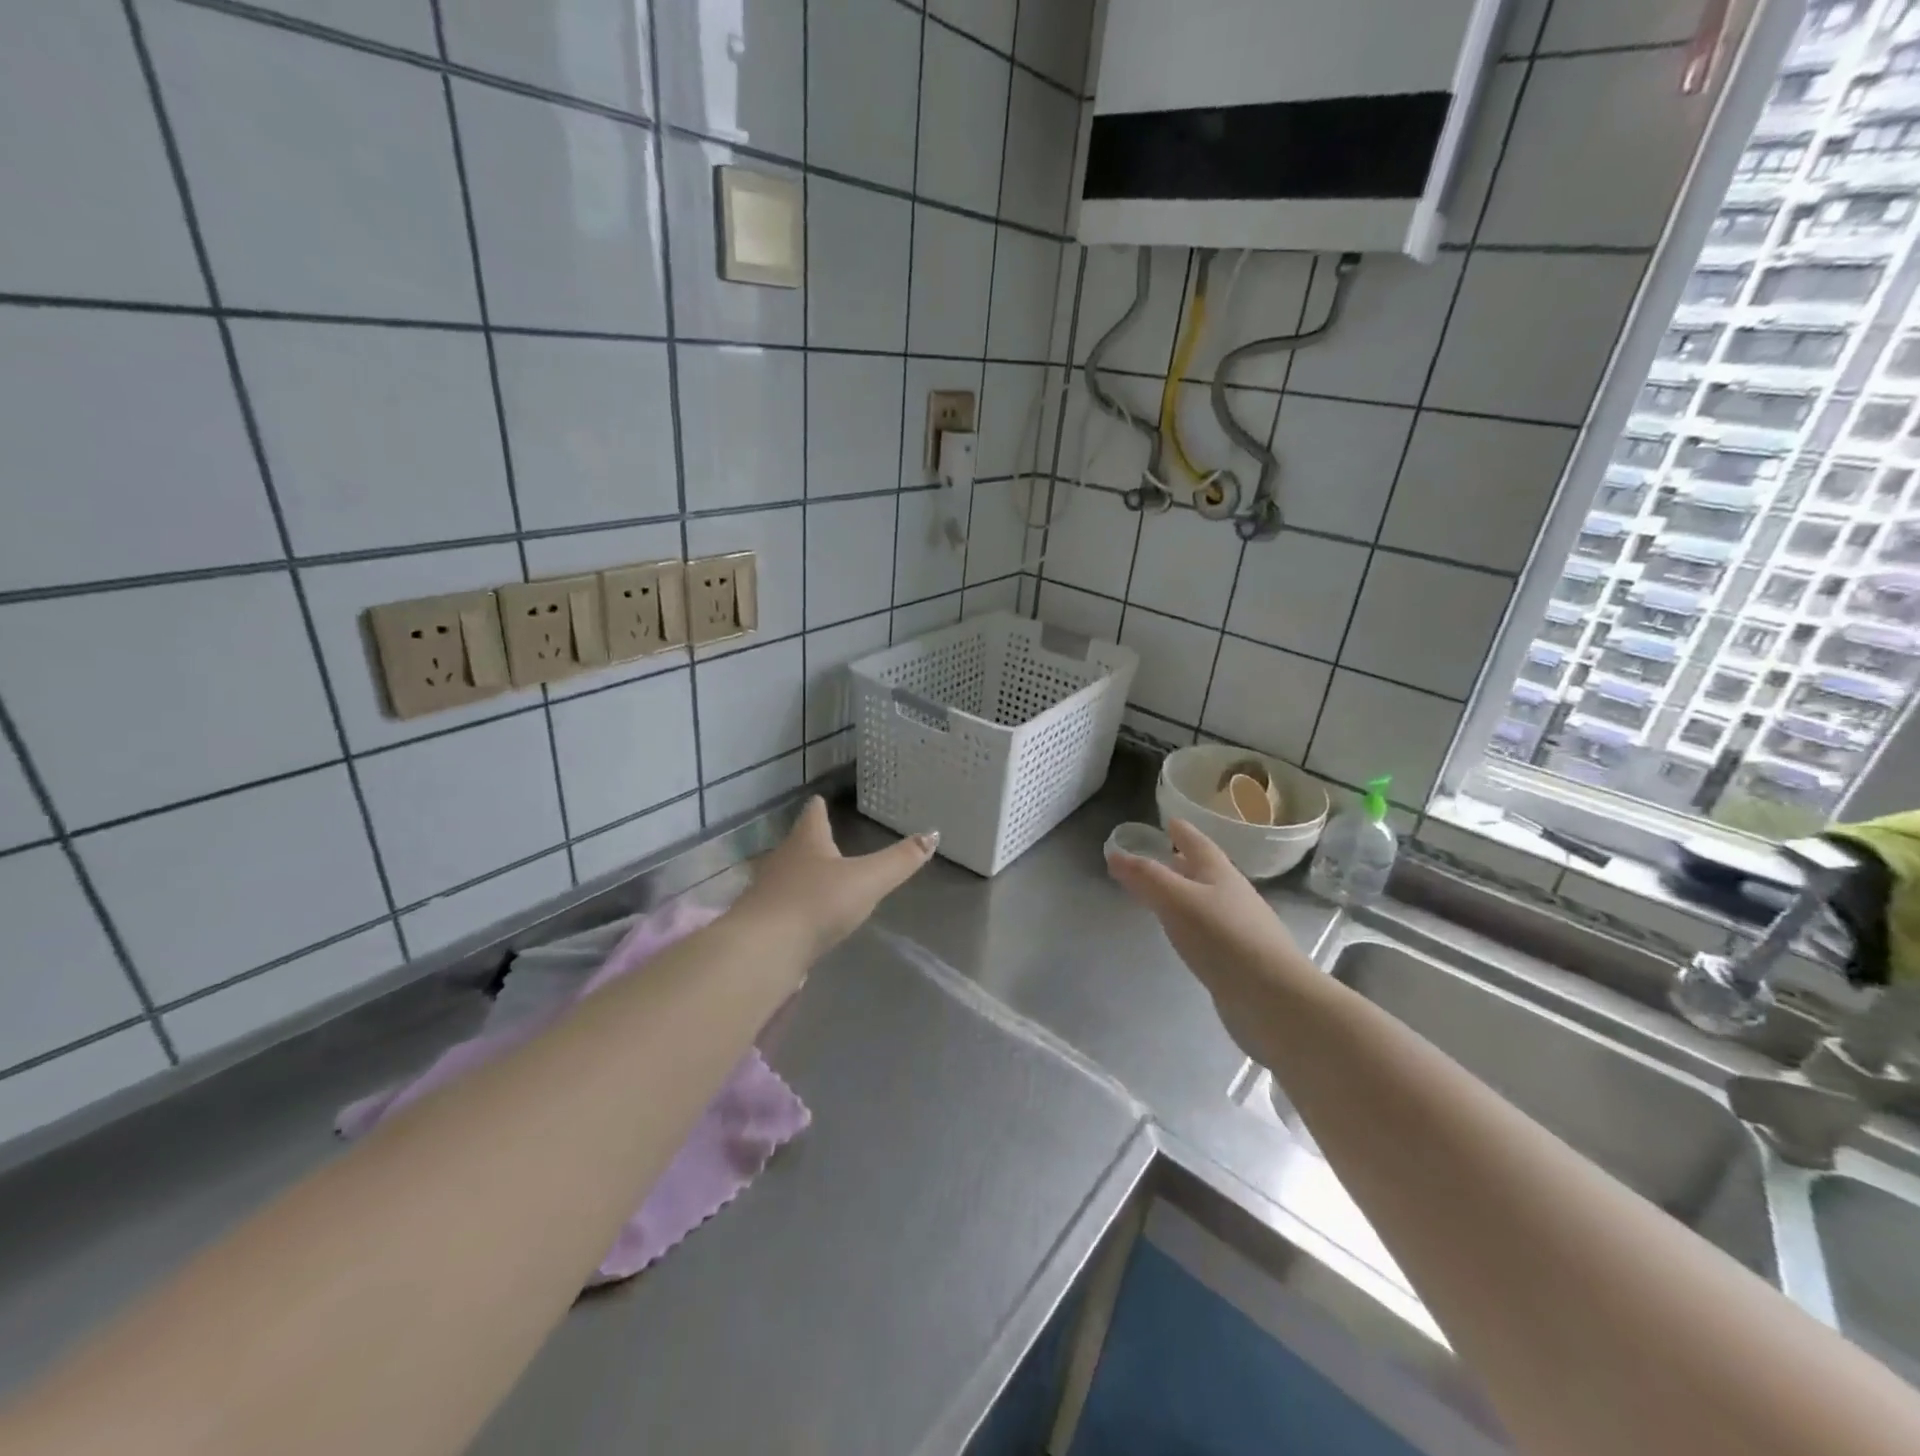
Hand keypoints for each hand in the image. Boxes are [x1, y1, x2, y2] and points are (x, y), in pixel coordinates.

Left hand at [733, 797, 936, 960]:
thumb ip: (900, 860)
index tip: (820, 799)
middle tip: (828, 839)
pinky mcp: (763, 924)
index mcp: (807, 842)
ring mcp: (768, 892)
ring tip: (821, 879)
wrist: (763, 950)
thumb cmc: (817, 903)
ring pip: (788, 875)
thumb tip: (933, 834)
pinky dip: (795, 907)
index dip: (819, 807)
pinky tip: (806, 918)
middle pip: (798, 844)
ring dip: (802, 875)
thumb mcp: (867, 880)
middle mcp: (783, 860)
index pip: (813, 815)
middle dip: (812, 841)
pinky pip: (783, 907)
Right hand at [1106, 819, 1313, 1062]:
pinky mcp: (1238, 959)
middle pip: (1204, 871)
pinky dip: (1191, 923)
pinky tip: (1183, 934)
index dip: (1182, 832)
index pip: (1198, 844)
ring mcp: (1239, 928)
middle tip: (1160, 855)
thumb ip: (1146, 877)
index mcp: (1220, 874)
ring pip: (1206, 900)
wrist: (1274, 999)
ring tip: (1164, 894)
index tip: (1169, 821)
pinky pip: (1208, 930)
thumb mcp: (1177, 900)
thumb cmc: (1223, 938)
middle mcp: (1232, 896)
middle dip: (1182, 861)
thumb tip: (1115, 854)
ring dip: (1186, 892)